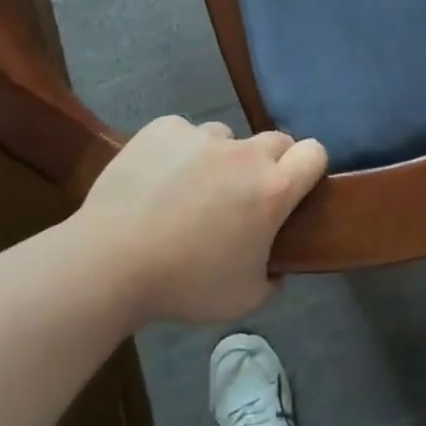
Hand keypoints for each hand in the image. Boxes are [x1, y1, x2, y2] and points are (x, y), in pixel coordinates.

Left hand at [80, 117, 328, 323]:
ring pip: (226, 137)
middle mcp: (245, 153)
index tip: (295, 189)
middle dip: (269, 163)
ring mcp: (202, 135)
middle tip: (243, 197)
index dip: (309, 168)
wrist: (111, 261)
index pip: (315, 153)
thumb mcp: (244, 298)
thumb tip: (276, 264)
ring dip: (221, 158)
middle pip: (276, 140)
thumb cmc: (185, 284)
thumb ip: (272, 277)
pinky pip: (183, 134)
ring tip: (191, 190)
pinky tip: (156, 180)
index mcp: (273, 189)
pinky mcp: (164, 128)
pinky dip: (178, 152)